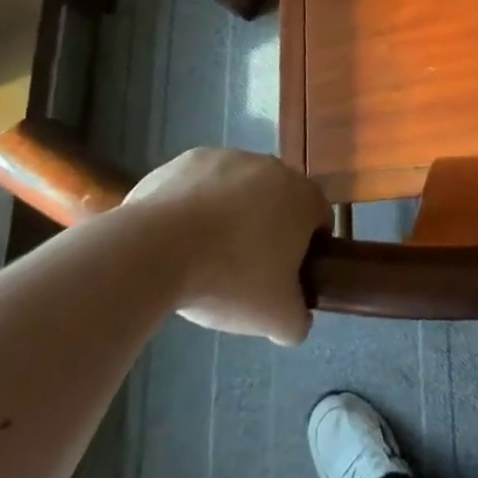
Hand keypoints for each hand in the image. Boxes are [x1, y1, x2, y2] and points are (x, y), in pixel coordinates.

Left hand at [125, 148, 330, 345]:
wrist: (158, 248)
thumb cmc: (231, 278)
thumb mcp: (276, 319)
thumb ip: (298, 319)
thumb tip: (297, 319)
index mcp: (303, 197)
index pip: (319, 218)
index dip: (308, 248)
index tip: (288, 275)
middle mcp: (273, 167)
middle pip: (278, 200)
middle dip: (266, 229)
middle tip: (245, 269)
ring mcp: (229, 158)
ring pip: (238, 190)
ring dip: (229, 215)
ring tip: (204, 256)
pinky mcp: (188, 160)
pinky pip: (200, 185)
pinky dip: (194, 206)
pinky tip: (176, 238)